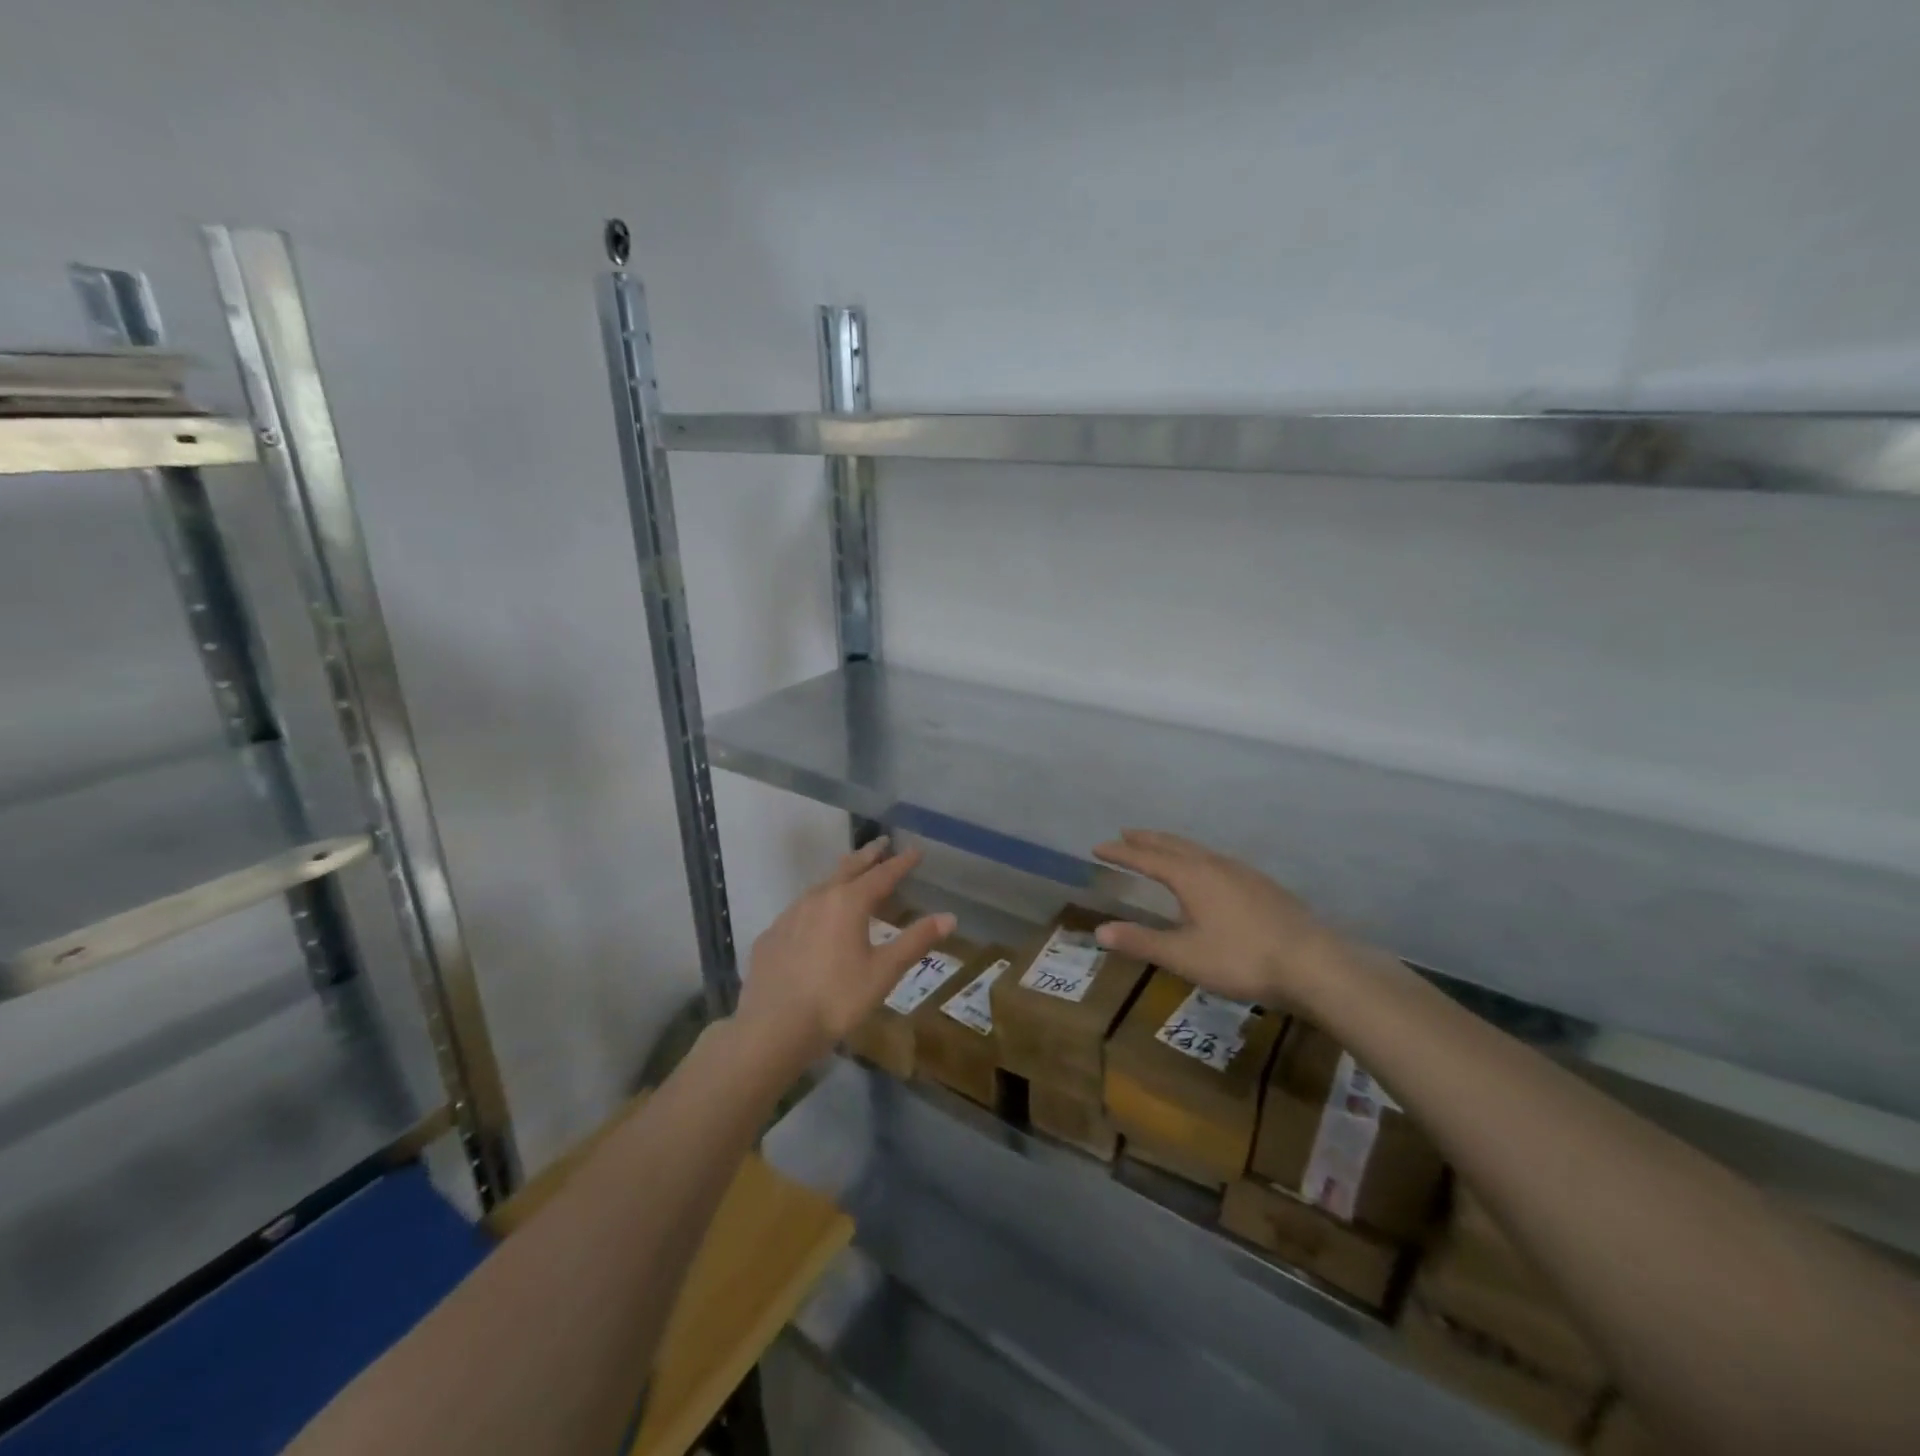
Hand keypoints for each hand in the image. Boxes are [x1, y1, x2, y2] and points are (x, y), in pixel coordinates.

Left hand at [734, 837, 956, 1064]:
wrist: (773, 1028)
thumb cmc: (837, 999)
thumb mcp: (883, 972)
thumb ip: (915, 941)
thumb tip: (950, 917)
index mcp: (848, 903)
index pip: (882, 874)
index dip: (901, 862)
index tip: (915, 850)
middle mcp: (818, 899)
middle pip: (848, 868)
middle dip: (868, 855)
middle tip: (881, 842)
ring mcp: (789, 916)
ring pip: (820, 886)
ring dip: (840, 876)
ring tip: (850, 874)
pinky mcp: (771, 936)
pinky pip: (799, 910)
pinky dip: (815, 905)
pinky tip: (815, 919)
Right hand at [1092, 829, 1348, 1008]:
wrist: (1315, 965)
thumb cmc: (1242, 960)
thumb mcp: (1184, 956)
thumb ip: (1142, 942)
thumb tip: (1099, 931)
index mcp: (1191, 877)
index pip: (1147, 858)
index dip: (1121, 853)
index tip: (1099, 846)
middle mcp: (1215, 865)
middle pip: (1174, 845)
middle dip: (1147, 839)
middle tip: (1126, 834)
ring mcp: (1243, 873)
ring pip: (1199, 850)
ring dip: (1173, 845)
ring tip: (1161, 848)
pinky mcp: (1263, 886)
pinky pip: (1218, 860)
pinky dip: (1197, 857)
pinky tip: (1208, 873)